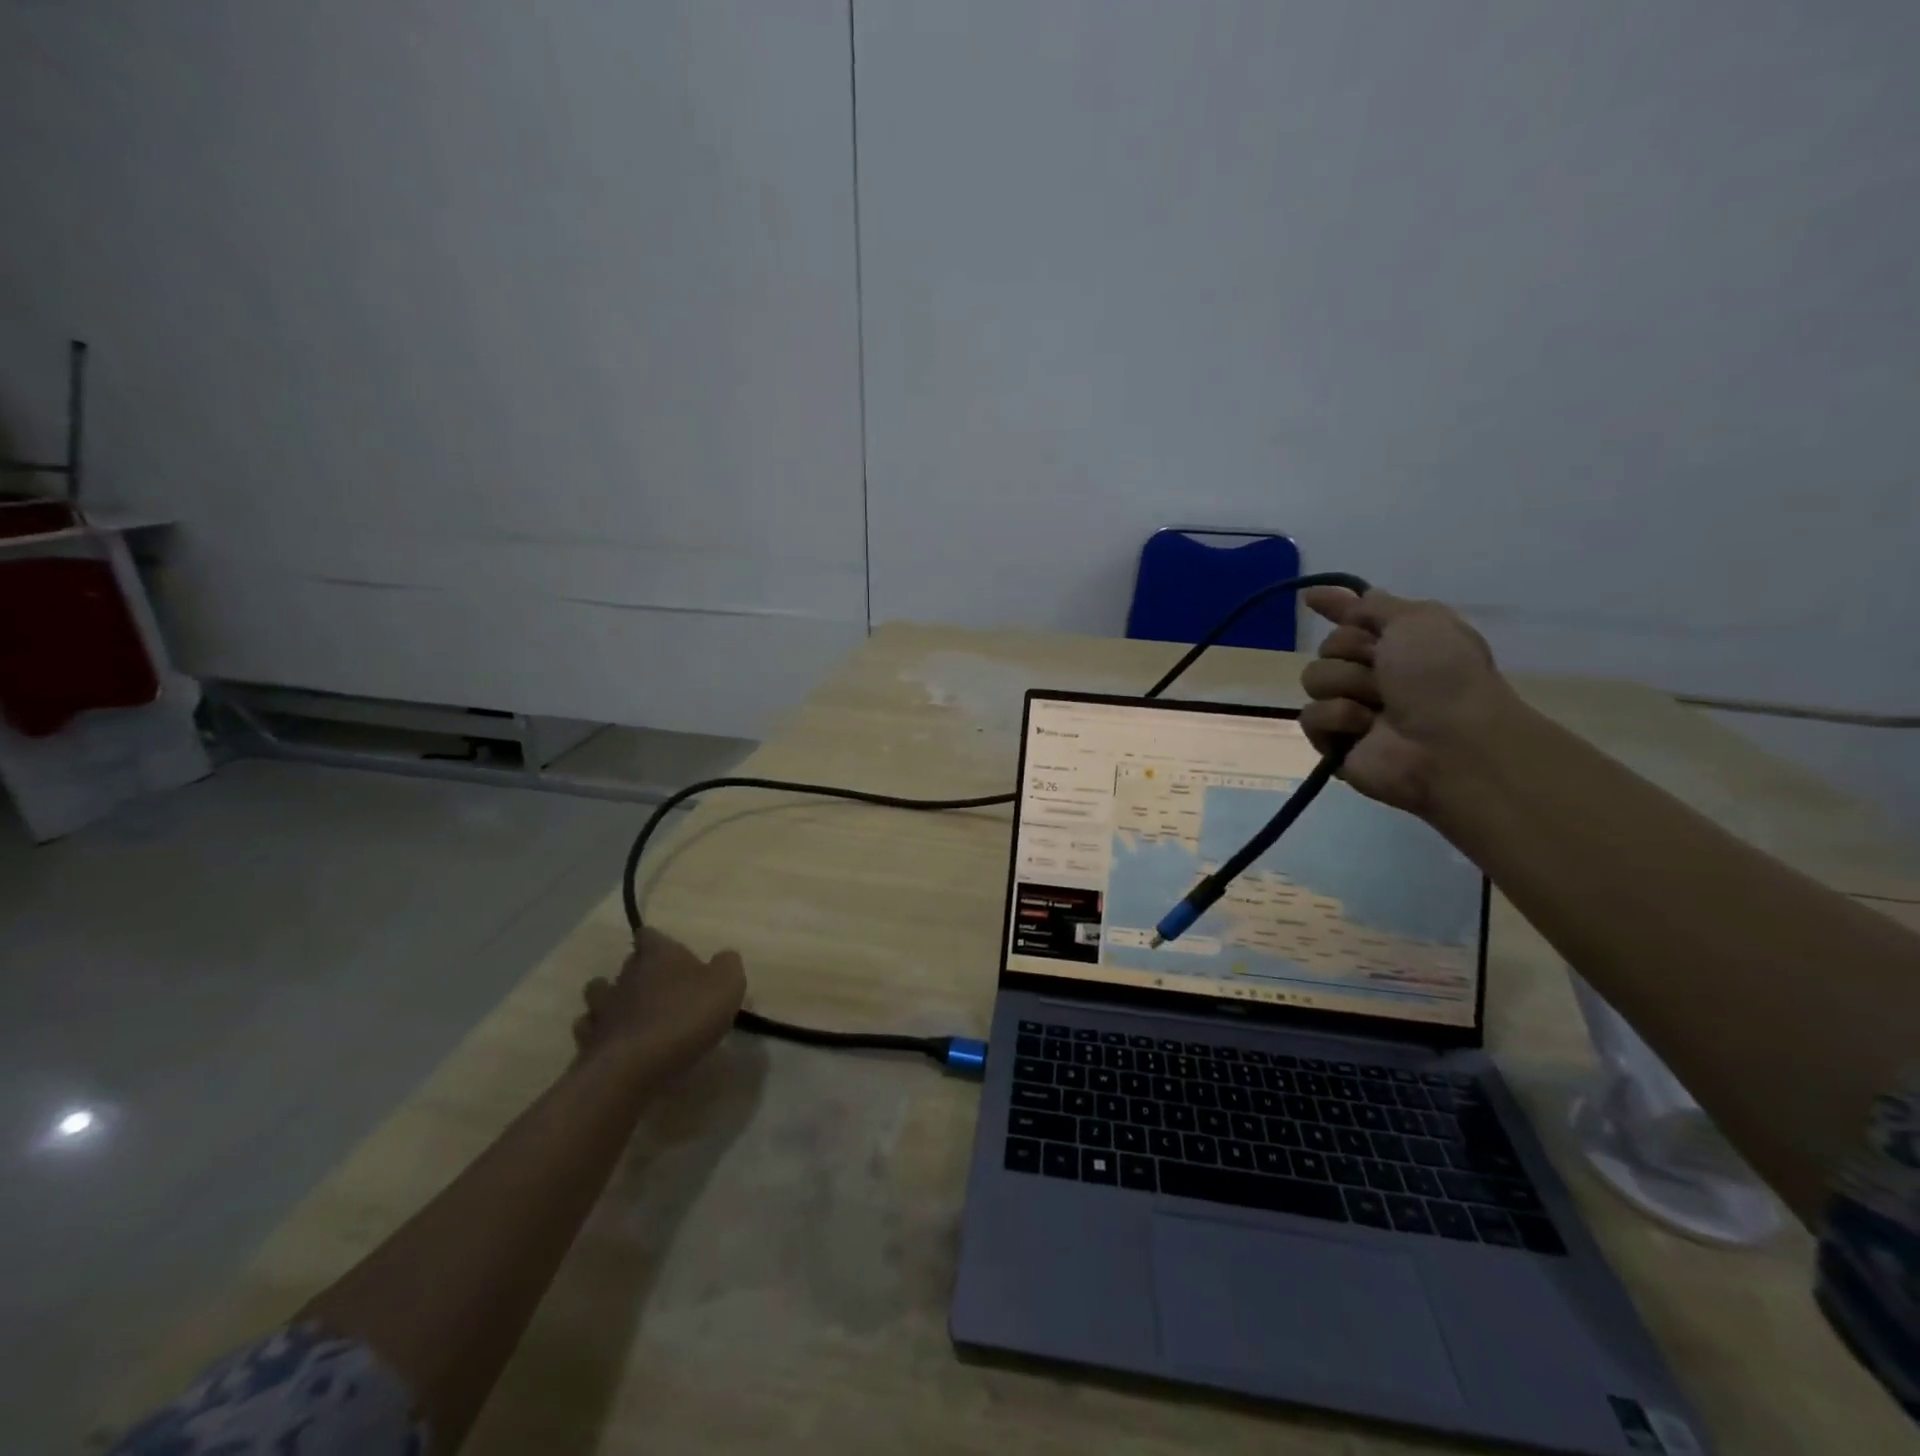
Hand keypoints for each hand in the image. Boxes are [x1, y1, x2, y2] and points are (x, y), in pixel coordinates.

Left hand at [573, 927, 746, 1085]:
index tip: (670, 953)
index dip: (658, 942)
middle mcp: (626, 974)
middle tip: (660, 986)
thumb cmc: (686, 1017)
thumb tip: (724, 958)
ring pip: (599, 992)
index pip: (650, 935)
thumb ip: (728, 965)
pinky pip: (589, 1028)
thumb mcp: (727, 985)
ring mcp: (603, 1008)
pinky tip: (614, 1041)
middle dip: (640, 970)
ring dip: (611, 998)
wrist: (635, 1068)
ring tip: (629, 1012)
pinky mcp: (588, 1041)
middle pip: (628, 963)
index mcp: (658, 955)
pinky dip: (599, 1032)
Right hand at [1298, 587, 1514, 818]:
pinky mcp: (1334, 742)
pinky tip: (1363, 728)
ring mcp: (1352, 709)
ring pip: (1315, 679)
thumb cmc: (1442, 675)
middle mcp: (1376, 674)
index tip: (1310, 598)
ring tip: (1377, 705)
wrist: (1449, 742)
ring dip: (1346, 685)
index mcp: (1401, 644)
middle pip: (1329, 646)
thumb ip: (1375, 606)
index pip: (1356, 619)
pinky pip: (1310, 717)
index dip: (1336, 607)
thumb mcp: (1418, 620)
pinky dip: (1337, 718)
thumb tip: (1352, 596)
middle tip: (1381, 669)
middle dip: (1349, 651)